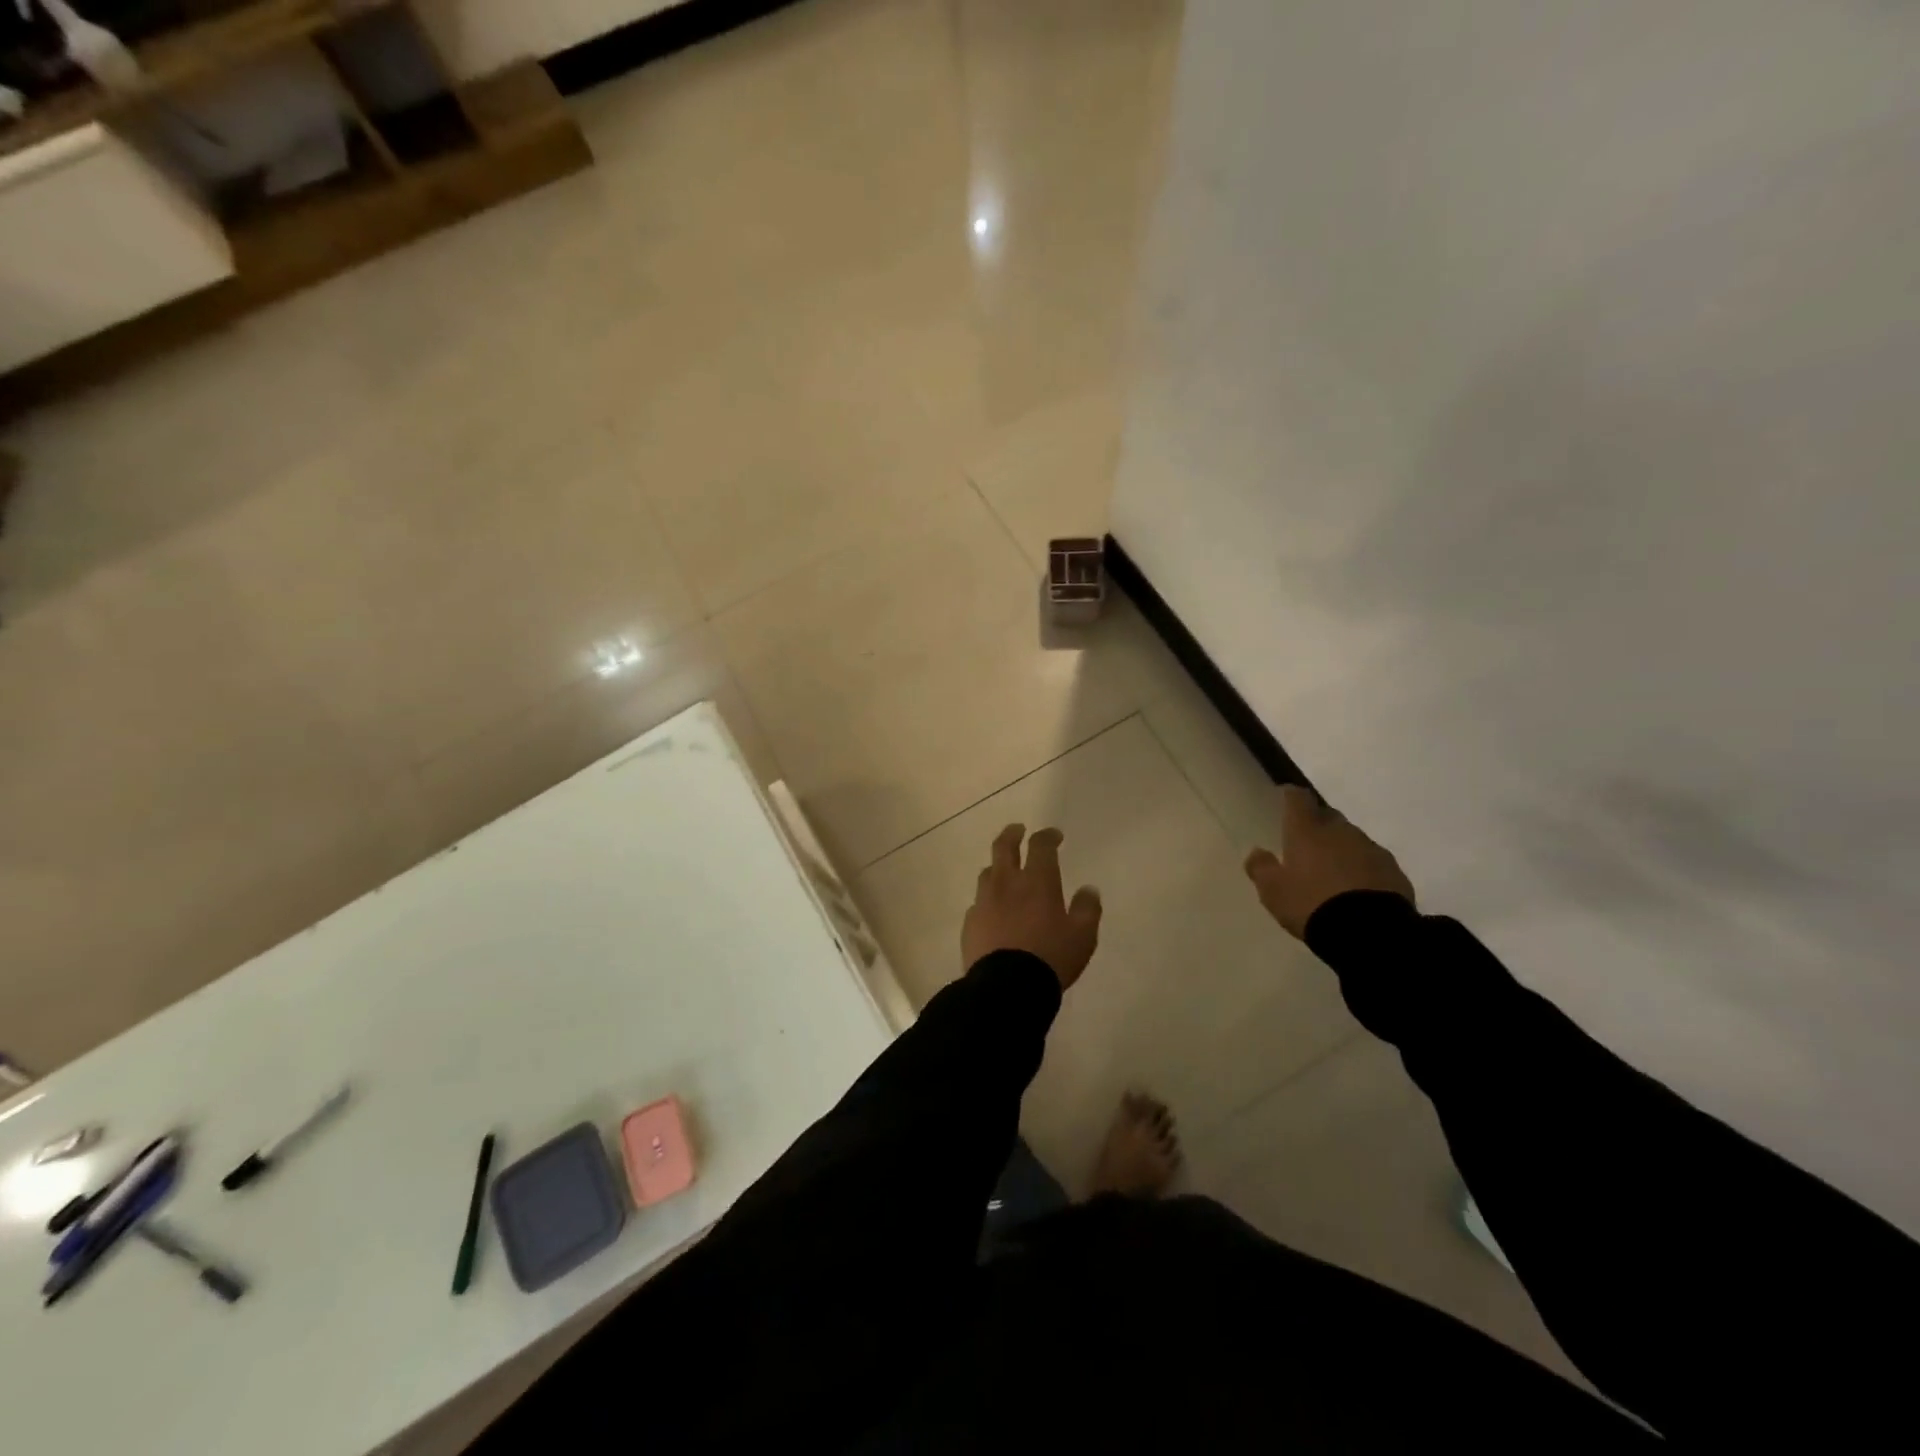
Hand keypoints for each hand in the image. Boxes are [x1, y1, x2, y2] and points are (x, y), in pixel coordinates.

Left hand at [962, 824, 1102, 989]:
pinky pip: (978, 903)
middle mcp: (1007, 883)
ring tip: (1005, 872)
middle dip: (1012, 834)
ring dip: (997, 867)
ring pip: (987, 873)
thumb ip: (1087, 908)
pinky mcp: (970, 922)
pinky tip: (993, 911)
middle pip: (1003, 847)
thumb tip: (1088, 889)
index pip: (1040, 846)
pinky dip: (988, 900)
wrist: (1006, 987)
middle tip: (1018, 830)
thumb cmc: (1050, 957)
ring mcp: (984, 901)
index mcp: (1037, 881)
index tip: (1054, 836)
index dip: (1047, 836)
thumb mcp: (1082, 936)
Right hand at [1244, 785, 1414, 938]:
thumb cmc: (1311, 903)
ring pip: (1352, 839)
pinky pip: (1372, 861)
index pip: (1299, 799)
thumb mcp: (1273, 891)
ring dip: (1341, 847)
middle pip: (1328, 816)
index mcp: (1307, 831)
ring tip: (1332, 870)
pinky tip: (1356, 887)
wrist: (1369, 931)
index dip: (1291, 795)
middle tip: (1307, 842)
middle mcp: (1340, 832)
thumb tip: (1257, 852)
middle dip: (1317, 824)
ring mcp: (1371, 849)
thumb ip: (1261, 868)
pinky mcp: (1394, 870)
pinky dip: (1362, 867)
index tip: (1286, 795)